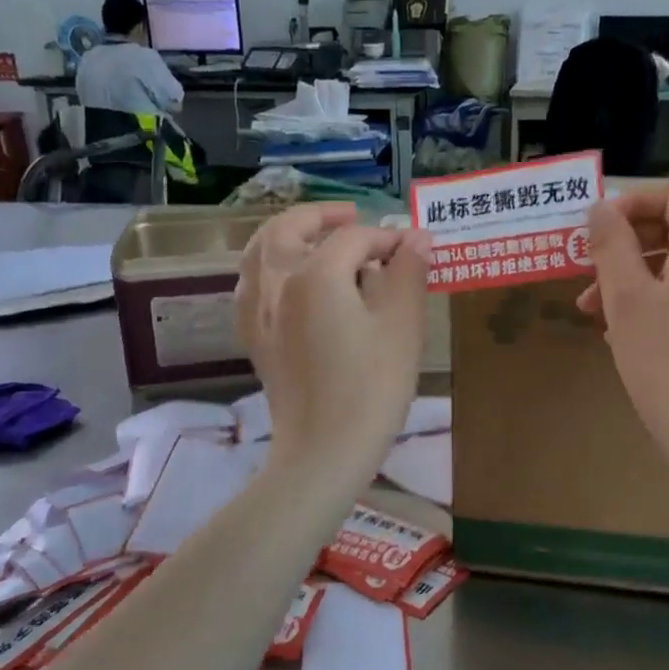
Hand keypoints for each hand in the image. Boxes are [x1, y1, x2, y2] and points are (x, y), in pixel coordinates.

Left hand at [235, 203, 432, 482]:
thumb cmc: (371, 387)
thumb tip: (417, 237)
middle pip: (289, 229)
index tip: (413, 251)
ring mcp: (257, 312)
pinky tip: (289, 281)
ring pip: (260, 252)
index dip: (387, 239)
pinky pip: (251, 285)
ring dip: (288, 235)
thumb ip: (408, 273)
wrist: (323, 452)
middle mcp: (276, 282)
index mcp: (314, 274)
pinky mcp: (254, 338)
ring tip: (316, 239)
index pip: (354, 238)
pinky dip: (269, 267)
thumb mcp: (402, 326)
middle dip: (322, 217)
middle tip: (352, 216)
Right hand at [576, 183, 668, 476]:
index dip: (633, 203)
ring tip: (594, 313)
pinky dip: (657, 299)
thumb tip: (600, 209)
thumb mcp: (627, 300)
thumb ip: (611, 246)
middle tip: (587, 275)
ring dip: (635, 276)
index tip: (596, 233)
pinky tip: (626, 335)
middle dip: (626, 245)